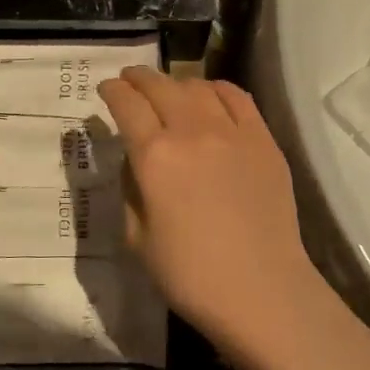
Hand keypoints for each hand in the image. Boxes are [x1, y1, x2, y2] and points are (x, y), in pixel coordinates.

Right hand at [98, 67, 322, 353]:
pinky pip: (238, 97)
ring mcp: (232, 131)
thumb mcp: (137, 238)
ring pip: (198, 87)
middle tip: (129, 79)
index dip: (112, 91)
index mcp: (155, 157)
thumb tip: (134, 159)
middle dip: (138, 78)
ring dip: (176, 83)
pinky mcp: (263, 139)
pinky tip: (210, 95)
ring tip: (169, 91)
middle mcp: (191, 131)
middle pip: (160, 86)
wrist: (262, 292)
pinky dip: (217, 89)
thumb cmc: (190, 275)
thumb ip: (129, 189)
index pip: (127, 105)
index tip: (105, 88)